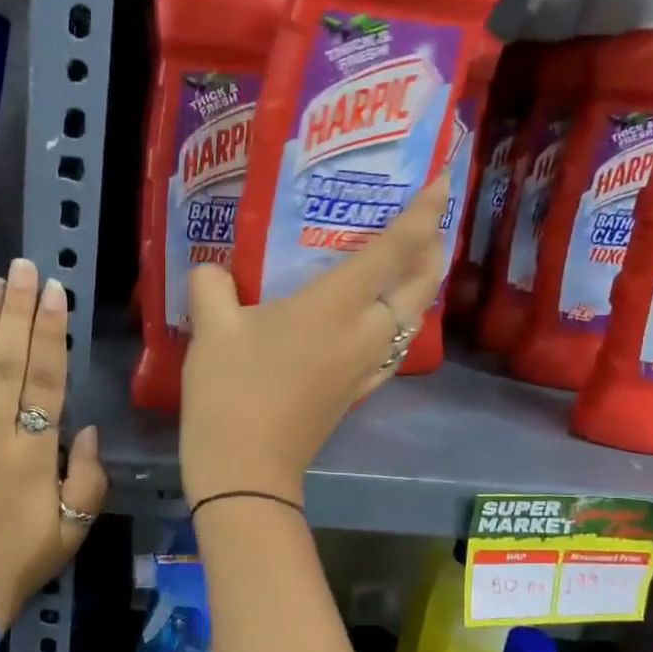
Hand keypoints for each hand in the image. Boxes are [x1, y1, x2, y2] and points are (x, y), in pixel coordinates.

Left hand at [0, 257, 108, 629]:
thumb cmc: (19, 563)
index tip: (54, 293)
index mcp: (34, 455)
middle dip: (17, 311)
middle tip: (23, 268)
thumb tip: (85, 429)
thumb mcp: (73, 529)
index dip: (51, 332)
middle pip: (7, 363)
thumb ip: (88, 478)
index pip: (46, 380)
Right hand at [180, 173, 449, 505]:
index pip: (394, 249)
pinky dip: (399, 322)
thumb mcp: (211, 329)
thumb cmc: (231, 392)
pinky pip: (393, 347)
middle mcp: (365, 333)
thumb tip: (214, 271)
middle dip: (434, 249)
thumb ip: (212, 285)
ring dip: (420, 287)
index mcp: (335, 306)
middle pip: (421, 285)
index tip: (441, 181)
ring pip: (413, 318)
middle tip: (429, 223)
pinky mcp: (357, 392)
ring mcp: (366, 367)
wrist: (246, 470)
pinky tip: (378, 322)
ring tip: (408, 265)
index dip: (423, 213)